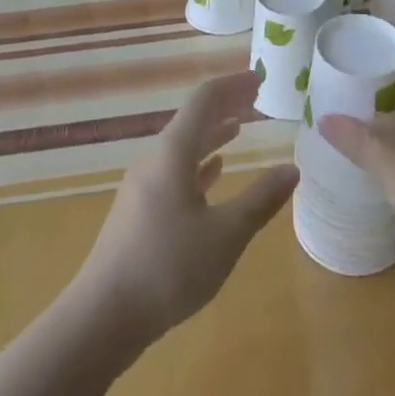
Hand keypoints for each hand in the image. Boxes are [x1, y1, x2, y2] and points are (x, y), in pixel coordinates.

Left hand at [72, 71, 297, 347]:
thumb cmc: (168, 268)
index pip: (205, 100)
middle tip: (255, 99)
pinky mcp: (138, 211)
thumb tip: (292, 169)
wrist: (102, 317)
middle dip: (225, 105)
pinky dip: (198, 164)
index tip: (260, 78)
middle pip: (193, 119)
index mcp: (174, 153)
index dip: (233, 85)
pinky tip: (213, 172)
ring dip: (212, 134)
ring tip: (239, 128)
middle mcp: (156, 159)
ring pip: (183, 146)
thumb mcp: (225, 236)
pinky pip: (173, 171)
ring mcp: (143, 185)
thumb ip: (260, 200)